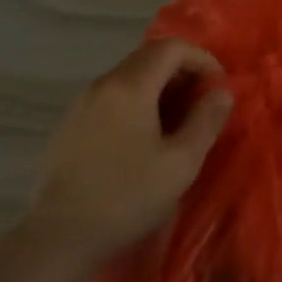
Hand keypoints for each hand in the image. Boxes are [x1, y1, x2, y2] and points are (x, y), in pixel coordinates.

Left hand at [25, 38, 232, 263]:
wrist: (59, 234)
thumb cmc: (127, 197)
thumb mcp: (180, 163)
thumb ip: (206, 121)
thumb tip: (222, 92)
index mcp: (130, 86)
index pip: (171, 47)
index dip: (201, 59)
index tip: (219, 86)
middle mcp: (102, 83)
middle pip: (148, 57)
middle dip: (182, 72)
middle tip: (203, 103)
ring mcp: (81, 102)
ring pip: (128, 77)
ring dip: (159, 88)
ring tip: (178, 122)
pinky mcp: (70, 123)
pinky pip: (111, 96)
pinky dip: (136, 102)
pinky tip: (143, 137)